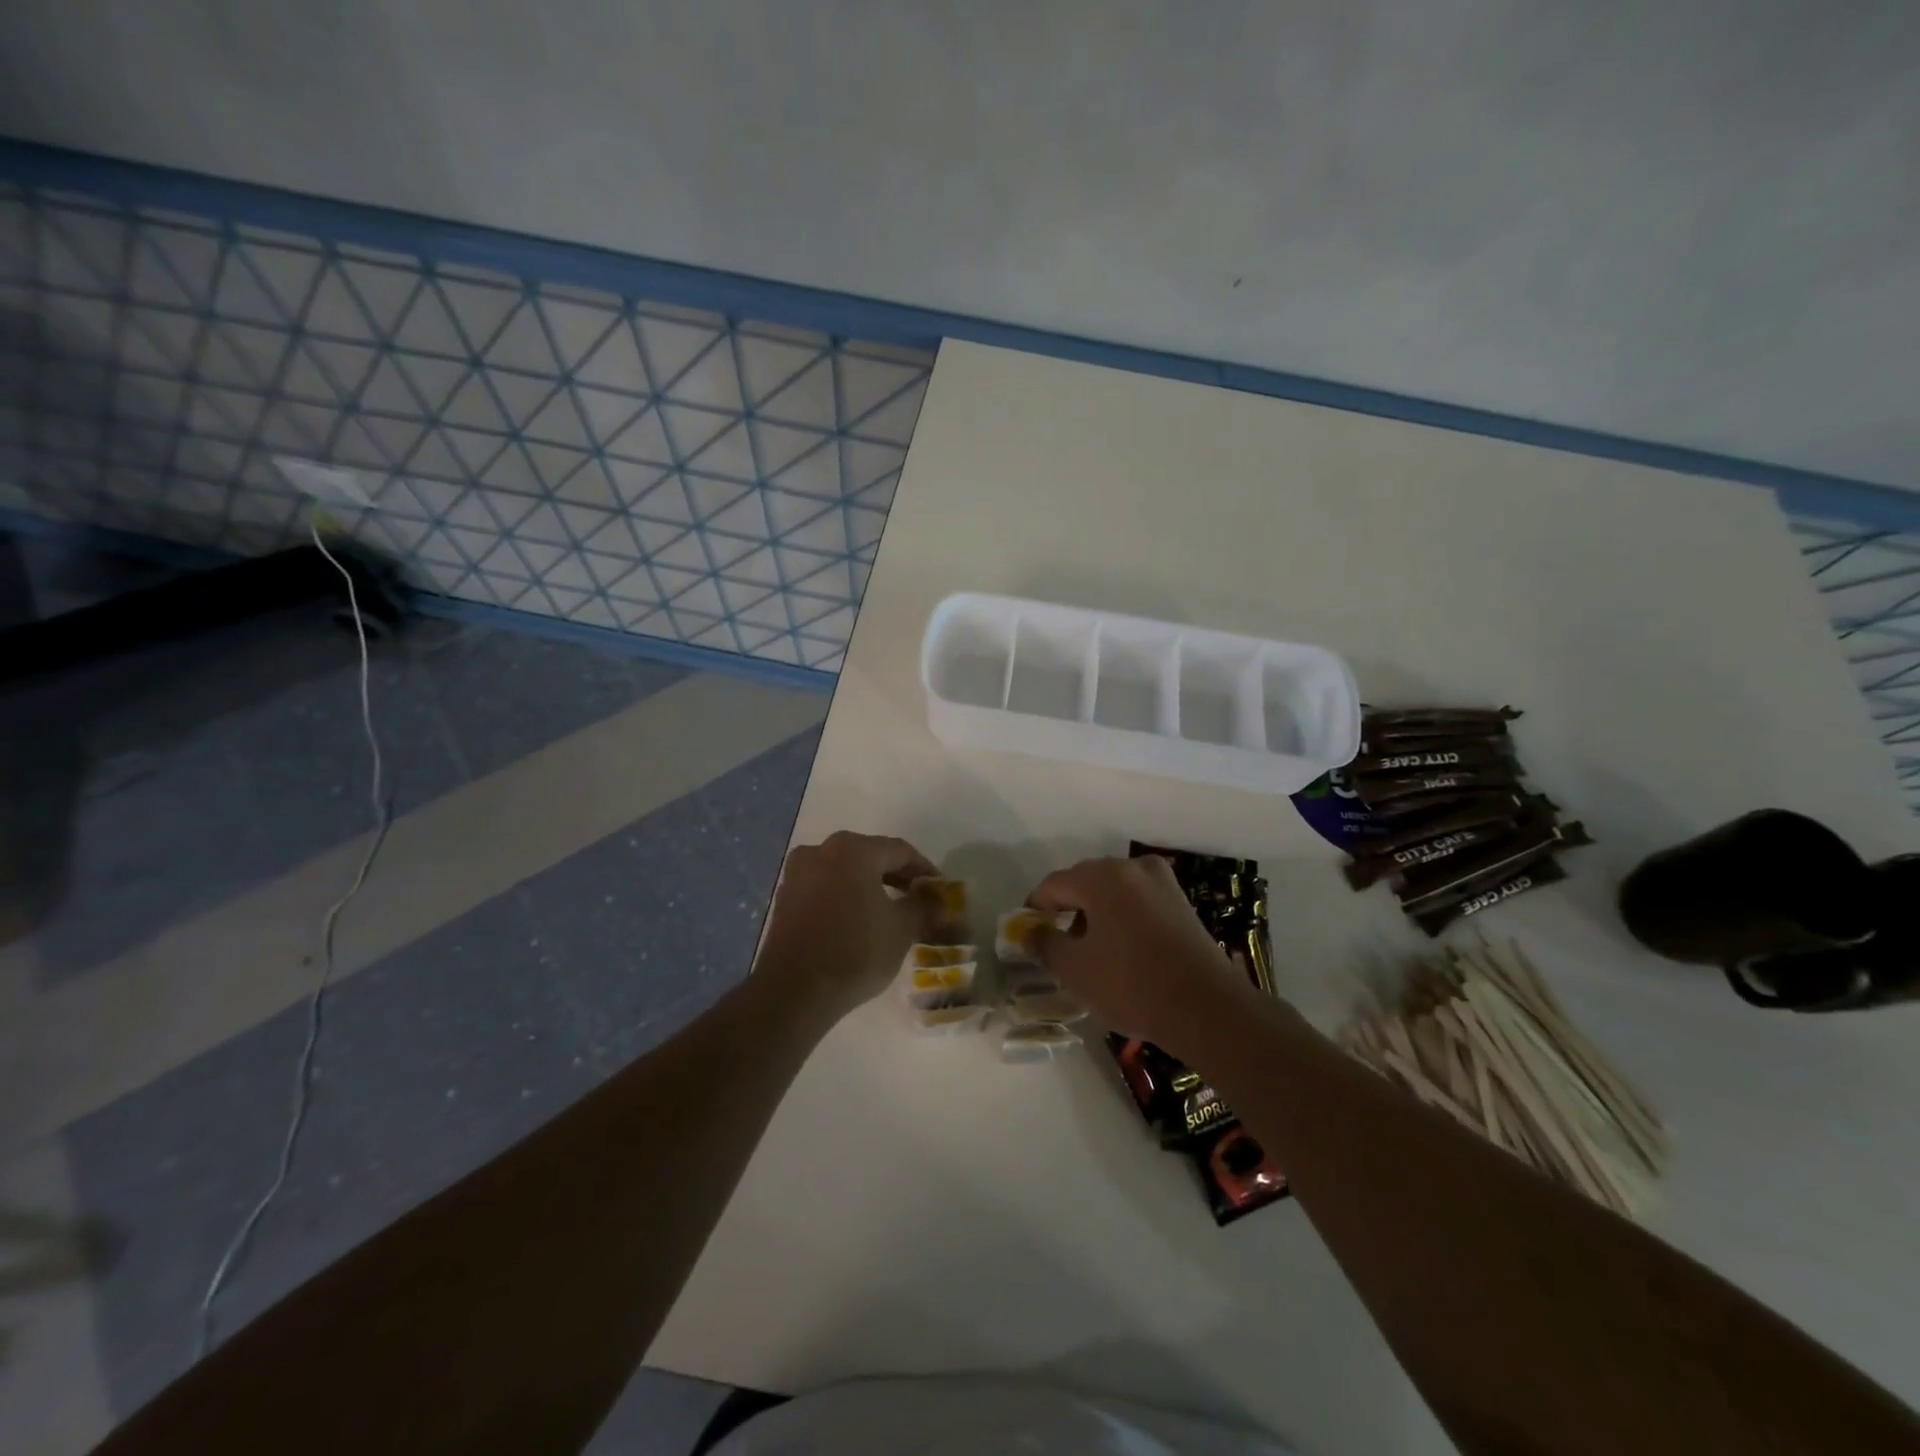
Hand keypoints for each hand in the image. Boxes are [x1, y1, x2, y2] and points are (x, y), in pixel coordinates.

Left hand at [753, 831, 940, 1021]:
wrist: (794, 991)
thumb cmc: (856, 951)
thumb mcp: (902, 928)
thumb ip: (923, 905)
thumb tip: (936, 896)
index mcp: (853, 849)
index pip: (900, 851)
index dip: (924, 869)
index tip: (939, 889)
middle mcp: (821, 850)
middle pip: (869, 856)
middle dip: (895, 875)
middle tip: (917, 897)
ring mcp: (797, 874)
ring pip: (844, 871)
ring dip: (868, 886)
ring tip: (888, 910)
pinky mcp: (784, 899)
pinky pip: (824, 888)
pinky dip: (844, 897)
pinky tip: (857, 921)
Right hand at [1027, 854, 1257, 1056]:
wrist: (1207, 1009)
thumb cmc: (1131, 984)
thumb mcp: (1074, 970)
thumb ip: (1044, 944)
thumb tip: (1028, 931)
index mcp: (1102, 876)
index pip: (1054, 884)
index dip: (1035, 908)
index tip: (1028, 934)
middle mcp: (1132, 867)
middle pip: (1085, 882)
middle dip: (1068, 910)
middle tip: (1059, 947)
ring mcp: (1162, 882)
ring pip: (1113, 892)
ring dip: (1096, 915)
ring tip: (1093, 954)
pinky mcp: (1181, 903)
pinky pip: (1138, 902)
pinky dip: (1123, 919)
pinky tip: (1123, 952)